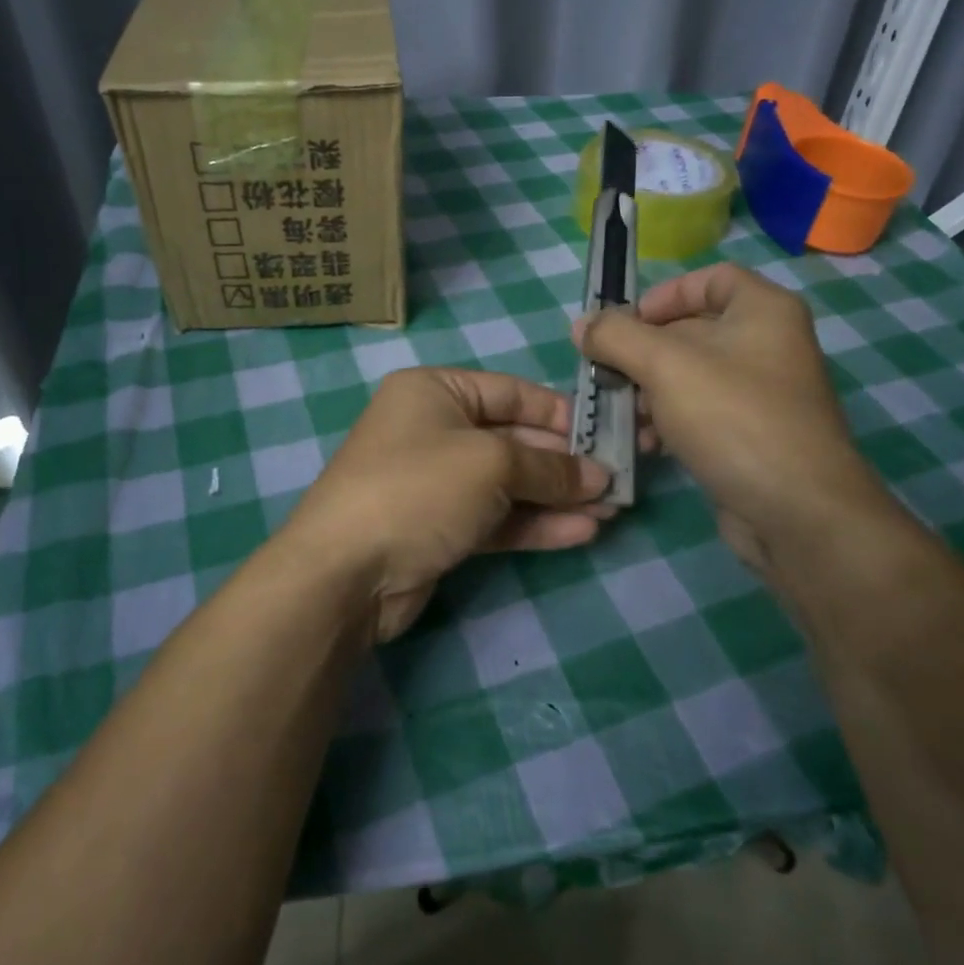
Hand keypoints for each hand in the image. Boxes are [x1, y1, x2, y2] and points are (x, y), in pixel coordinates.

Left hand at [280, 368, 617, 643]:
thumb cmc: (419, 488)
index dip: (561, 413)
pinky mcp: (439, 528)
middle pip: (514, 439)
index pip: (511, 392)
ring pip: (509, 483)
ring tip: (612, 509)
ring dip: (557, 496)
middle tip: (618, 478)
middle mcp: (434, 430)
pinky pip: (495, 518)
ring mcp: (435, 482)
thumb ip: (550, 467)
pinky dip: (535, 523)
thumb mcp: (491, 464)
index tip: (607, 432)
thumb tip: (598, 475)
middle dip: (565, 461)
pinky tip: (582, 532)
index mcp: (435, 392)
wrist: (345, 572)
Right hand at [574, 263, 894, 583]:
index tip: (626, 324)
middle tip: (605, 373)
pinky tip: (643, 443)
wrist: (797, 512)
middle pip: (692, 330)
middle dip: (642, 352)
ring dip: (648, 391)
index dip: (664, 294)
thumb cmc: (733, 418)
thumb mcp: (664, 365)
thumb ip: (616, 336)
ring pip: (690, 377)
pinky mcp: (751, 436)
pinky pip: (701, 414)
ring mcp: (762, 394)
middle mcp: (768, 345)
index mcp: (763, 310)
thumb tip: (582, 325)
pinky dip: (668, 421)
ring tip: (620, 413)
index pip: (710, 279)